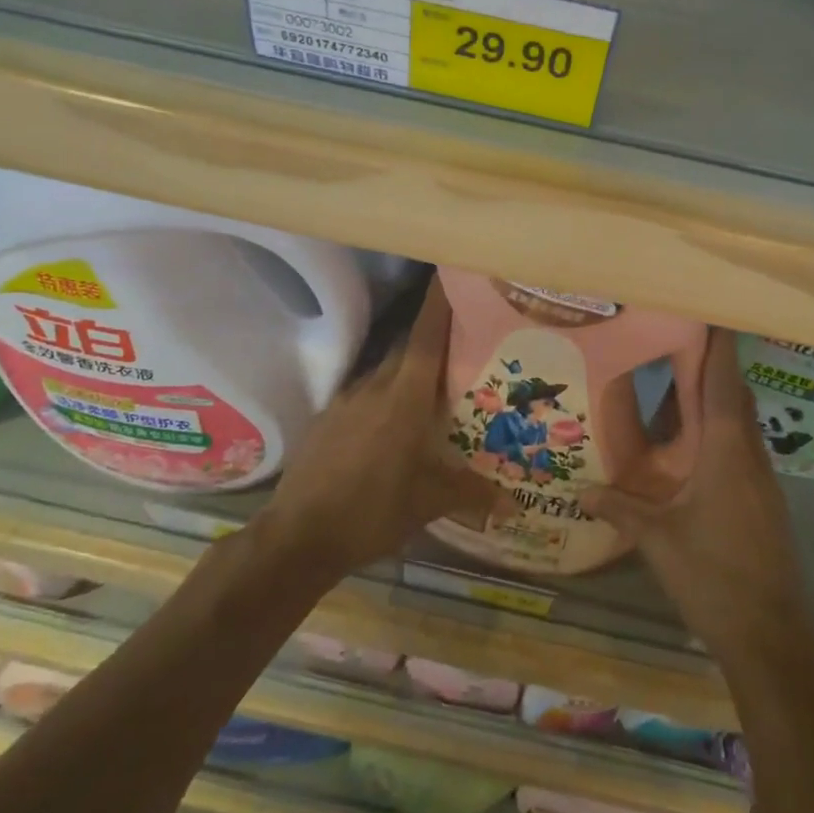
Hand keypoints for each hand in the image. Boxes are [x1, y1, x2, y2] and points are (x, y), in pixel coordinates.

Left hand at [260, 281, 502, 577]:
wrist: (298, 537)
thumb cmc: (372, 512)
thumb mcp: (429, 503)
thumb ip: (472, 493)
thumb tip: (516, 503)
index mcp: (404, 398)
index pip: (426, 338)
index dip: (439, 305)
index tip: (451, 275)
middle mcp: (374, 388)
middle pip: (407, 350)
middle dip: (432, 340)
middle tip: (461, 342)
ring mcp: (345, 401)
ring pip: (384, 373)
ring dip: (406, 372)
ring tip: (430, 386)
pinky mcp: (326, 419)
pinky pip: (363, 394)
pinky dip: (382, 397)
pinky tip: (390, 422)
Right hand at [582, 329, 813, 652]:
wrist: (771, 636)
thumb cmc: (713, 577)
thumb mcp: (658, 540)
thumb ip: (620, 508)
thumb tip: (580, 491)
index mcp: (727, 453)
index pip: (724, 384)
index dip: (719, 347)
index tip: (712, 313)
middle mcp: (750, 456)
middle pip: (736, 397)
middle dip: (714, 366)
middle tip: (681, 341)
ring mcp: (761, 481)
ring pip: (741, 424)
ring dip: (718, 400)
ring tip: (680, 384)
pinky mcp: (764, 502)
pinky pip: (741, 449)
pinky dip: (720, 432)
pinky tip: (693, 445)